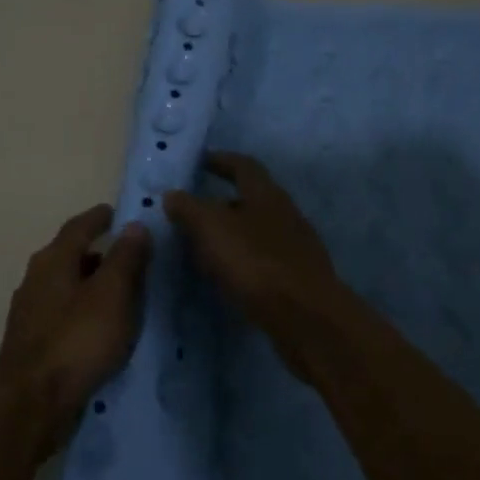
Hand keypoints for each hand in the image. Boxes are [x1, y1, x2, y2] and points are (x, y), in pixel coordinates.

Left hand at [0, 204, 149, 448]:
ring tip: (118, 294)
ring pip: (65, 286)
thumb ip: (125, 259)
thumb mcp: (112, 295)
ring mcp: (29, 312)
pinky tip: (98, 328)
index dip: (98, 218)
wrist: (30, 402)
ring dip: (89, 284)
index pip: (77, 227)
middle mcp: (36, 279)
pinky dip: (82, 311)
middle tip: (125, 255)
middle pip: (68, 256)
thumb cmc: (76, 340)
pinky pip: (62, 314)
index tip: (115, 212)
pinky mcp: (31, 343)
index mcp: (53, 260)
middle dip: (95, 252)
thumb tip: (134, 225)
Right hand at [164, 152, 344, 379]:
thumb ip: (189, 208)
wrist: (306, 319)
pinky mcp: (297, 279)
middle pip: (251, 199)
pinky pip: (262, 261)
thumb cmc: (255, 262)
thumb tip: (173, 194)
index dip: (220, 160)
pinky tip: (224, 278)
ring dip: (230, 235)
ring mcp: (295, 248)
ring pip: (256, 232)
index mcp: (266, 194)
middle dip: (221, 203)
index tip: (199, 161)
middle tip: (191, 212)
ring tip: (202, 248)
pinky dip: (241, 262)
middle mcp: (285, 214)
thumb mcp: (211, 227)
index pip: (242, 166)